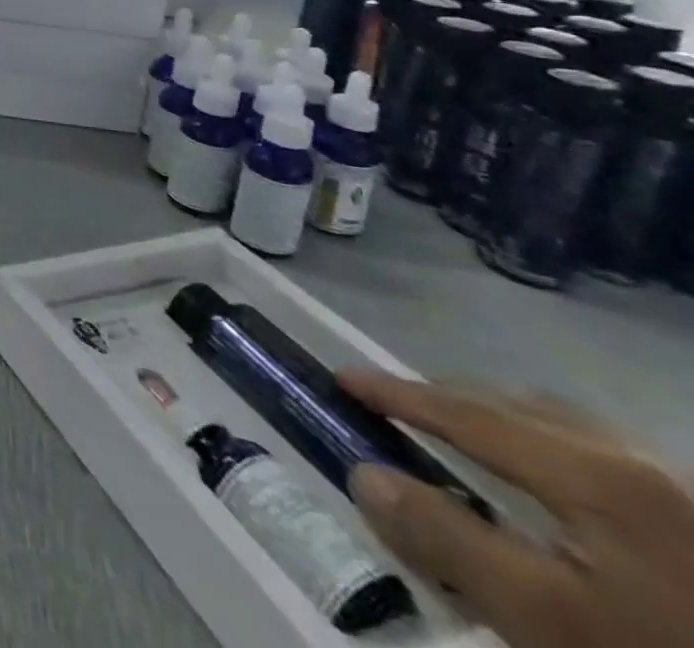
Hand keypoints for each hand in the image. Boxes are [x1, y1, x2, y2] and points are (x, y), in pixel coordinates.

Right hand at [339, 369, 693, 647]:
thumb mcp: (545, 619)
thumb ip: (447, 540)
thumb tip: (365, 475)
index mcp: (595, 470)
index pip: (466, 413)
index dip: (395, 393)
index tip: (340, 379)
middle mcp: (639, 458)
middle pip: (518, 405)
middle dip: (447, 400)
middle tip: (392, 412)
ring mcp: (683, 491)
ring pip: (565, 426)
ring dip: (499, 422)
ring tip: (459, 442)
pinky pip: (602, 457)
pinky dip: (547, 449)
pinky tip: (546, 488)